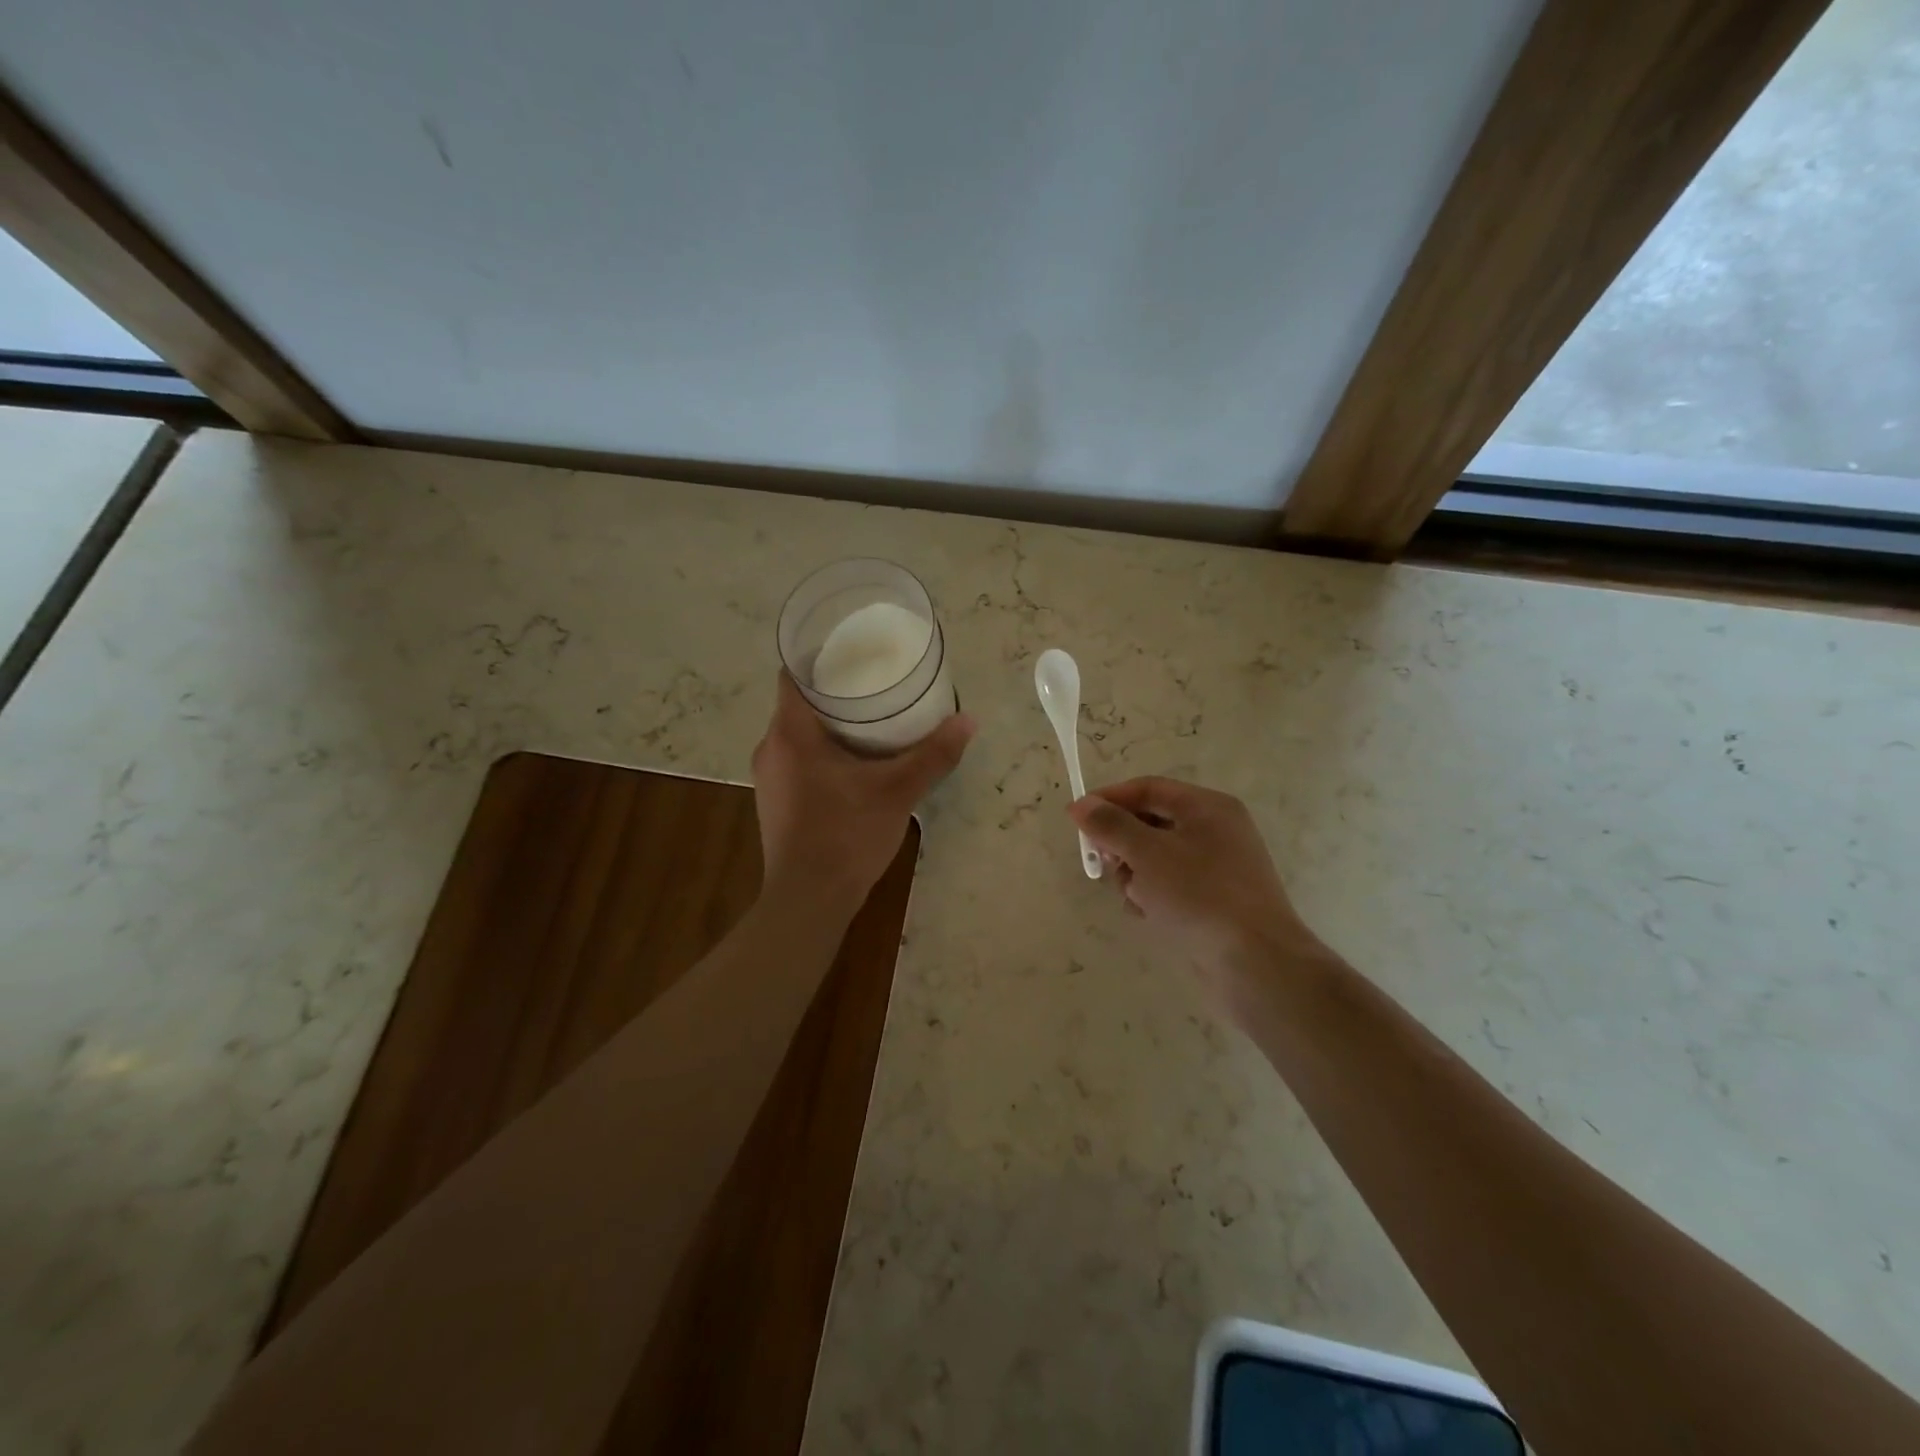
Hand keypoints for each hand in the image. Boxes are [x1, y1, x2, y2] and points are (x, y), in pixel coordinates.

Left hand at [751, 673, 974, 913]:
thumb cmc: (846, 835)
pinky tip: (853, 761)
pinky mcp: (776, 801)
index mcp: (791, 733)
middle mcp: (771, 748)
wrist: (809, 900)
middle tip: (875, 683)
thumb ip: (933, 755)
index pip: (794, 674)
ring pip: (798, 733)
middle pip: (799, 702)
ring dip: (828, 723)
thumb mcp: (897, 791)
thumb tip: (969, 720)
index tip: (854, 651)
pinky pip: (797, 759)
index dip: (820, 656)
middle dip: (834, 690)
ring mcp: (770, 777)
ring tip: (870, 718)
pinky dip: (821, 750)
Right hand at [1069, 777, 1326, 1014]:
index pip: (1148, 788)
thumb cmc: (1200, 896)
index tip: (1076, 819)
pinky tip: (1150, 915)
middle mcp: (1215, 831)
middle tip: (1105, 864)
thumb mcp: (1147, 853)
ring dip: (1135, 875)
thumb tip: (1081, 804)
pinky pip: (1170, 886)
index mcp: (1207, 807)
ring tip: (1136, 898)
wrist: (1256, 964)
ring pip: (1156, 858)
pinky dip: (1153, 897)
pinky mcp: (1214, 901)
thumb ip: (1111, 825)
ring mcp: (1217, 868)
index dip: (1109, 799)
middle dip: (1122, 843)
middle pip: (1150, 823)